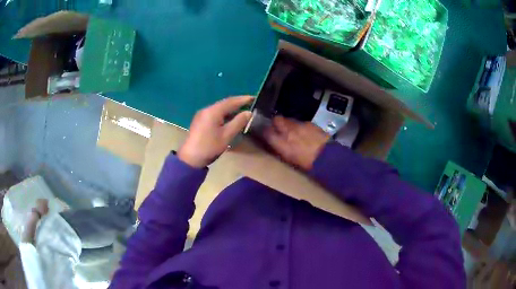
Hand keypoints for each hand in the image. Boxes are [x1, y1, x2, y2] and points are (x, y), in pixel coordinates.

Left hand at [178, 96, 253, 167]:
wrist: (190, 158)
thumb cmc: (210, 147)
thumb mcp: (227, 135)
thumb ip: (238, 122)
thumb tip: (249, 113)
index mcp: (213, 111)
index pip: (231, 101)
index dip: (243, 99)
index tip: (254, 98)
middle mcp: (207, 109)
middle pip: (224, 103)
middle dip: (237, 103)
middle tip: (250, 103)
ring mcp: (202, 115)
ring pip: (219, 108)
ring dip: (231, 108)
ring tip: (243, 110)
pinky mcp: (200, 120)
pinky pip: (215, 113)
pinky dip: (224, 113)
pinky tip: (230, 118)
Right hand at [263, 116, 329, 170]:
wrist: (327, 158)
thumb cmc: (307, 165)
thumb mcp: (290, 162)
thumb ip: (281, 152)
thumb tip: (275, 147)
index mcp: (281, 144)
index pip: (266, 132)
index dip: (266, 132)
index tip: (267, 134)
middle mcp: (288, 131)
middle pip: (277, 120)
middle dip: (277, 123)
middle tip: (279, 129)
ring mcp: (300, 125)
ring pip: (290, 120)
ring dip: (290, 125)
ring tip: (294, 132)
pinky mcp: (310, 124)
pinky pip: (302, 123)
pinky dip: (302, 127)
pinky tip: (307, 134)